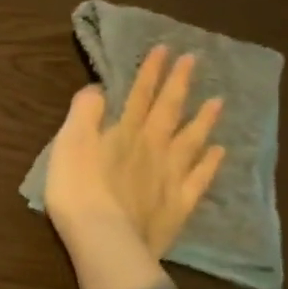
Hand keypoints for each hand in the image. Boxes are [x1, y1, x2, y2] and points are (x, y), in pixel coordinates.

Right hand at [45, 46, 225, 260]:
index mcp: (123, 132)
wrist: (105, 239)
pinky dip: (210, 162)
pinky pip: (199, 178)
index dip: (151, 72)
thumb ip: (84, 112)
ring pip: (191, 140)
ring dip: (203, 118)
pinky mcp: (178, 205)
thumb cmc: (77, 189)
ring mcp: (170, 176)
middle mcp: (152, 147)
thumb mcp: (69, 142)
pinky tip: (219, 151)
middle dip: (179, 84)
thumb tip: (98, 88)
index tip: (165, 49)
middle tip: (194, 61)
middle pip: (167, 110)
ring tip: (218, 101)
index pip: (138, 95)